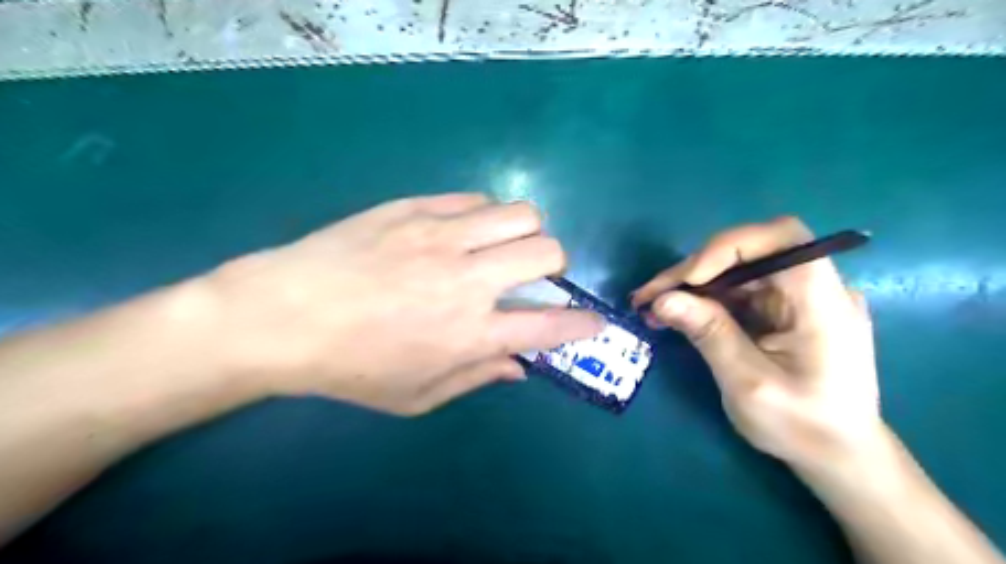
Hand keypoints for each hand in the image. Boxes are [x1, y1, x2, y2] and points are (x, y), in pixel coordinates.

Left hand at [202, 195, 599, 412]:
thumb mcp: (416, 396)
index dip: (581, 324)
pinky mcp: (414, 207)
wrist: (282, 315)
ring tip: (500, 246)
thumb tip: (519, 366)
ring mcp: (441, 236)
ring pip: (519, 213)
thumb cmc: (349, 367)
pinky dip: (483, 216)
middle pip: (547, 251)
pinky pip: (474, 200)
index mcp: (470, 333)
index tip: (592, 322)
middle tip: (531, 275)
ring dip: (524, 232)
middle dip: (554, 265)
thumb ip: (476, 377)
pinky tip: (461, 232)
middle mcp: (467, 279)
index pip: (550, 325)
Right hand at [632, 218, 878, 469]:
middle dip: (695, 269)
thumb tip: (662, 299)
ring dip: (692, 284)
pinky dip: (704, 298)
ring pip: (737, 269)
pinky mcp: (783, 309)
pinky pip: (739, 290)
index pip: (781, 239)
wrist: (838, 456)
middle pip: (750, 252)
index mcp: (823, 302)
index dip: (728, 247)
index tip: (687, 279)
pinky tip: (676, 314)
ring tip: (653, 306)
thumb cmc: (802, 427)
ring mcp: (799, 297)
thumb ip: (709, 334)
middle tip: (649, 295)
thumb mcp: (749, 384)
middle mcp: (815, 288)